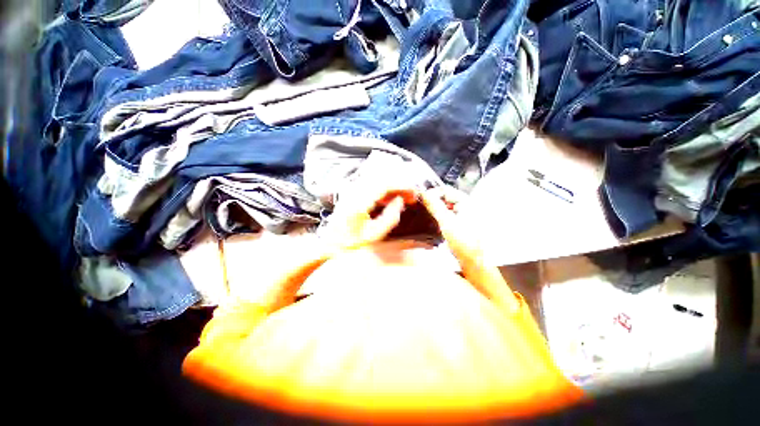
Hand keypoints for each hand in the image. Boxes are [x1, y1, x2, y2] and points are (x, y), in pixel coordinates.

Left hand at [322, 177, 416, 251]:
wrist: (332, 243)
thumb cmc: (352, 242)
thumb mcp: (374, 234)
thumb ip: (390, 217)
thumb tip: (400, 200)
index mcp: (359, 202)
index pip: (384, 184)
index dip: (401, 185)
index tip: (413, 191)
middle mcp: (354, 192)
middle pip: (381, 178)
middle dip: (399, 184)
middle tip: (411, 195)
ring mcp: (352, 191)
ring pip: (377, 180)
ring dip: (393, 186)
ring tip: (403, 197)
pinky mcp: (352, 193)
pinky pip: (372, 185)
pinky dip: (384, 189)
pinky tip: (390, 199)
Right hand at [419, 186, 480, 259]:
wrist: (474, 260)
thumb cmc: (465, 242)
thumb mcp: (446, 222)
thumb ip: (435, 206)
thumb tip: (425, 195)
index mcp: (466, 202)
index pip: (445, 190)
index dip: (433, 193)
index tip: (423, 200)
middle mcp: (467, 205)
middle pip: (446, 197)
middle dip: (434, 202)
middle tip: (425, 209)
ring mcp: (465, 214)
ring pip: (446, 206)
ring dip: (437, 210)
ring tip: (431, 218)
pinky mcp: (462, 223)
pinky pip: (449, 214)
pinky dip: (442, 217)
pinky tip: (438, 224)